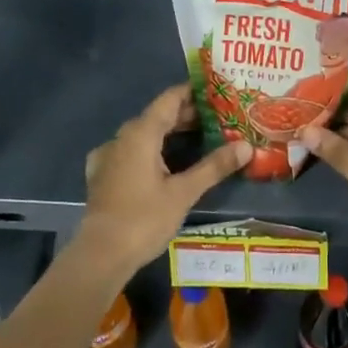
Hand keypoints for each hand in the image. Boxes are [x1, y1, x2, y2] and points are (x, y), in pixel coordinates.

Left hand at [78, 84, 251, 278]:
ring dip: (168, 133)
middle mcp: (122, 136)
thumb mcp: (184, 192)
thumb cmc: (144, 219)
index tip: (217, 92)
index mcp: (141, 133)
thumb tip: (246, 146)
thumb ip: (214, 166)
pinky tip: (160, 162)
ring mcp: (108, 155)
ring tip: (197, 139)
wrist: (100, 255)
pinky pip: (129, 151)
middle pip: (157, 115)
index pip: (170, 99)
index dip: (193, 92)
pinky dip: (149, 150)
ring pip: (143, 134)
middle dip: (186, 115)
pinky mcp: (102, 174)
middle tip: (217, 119)